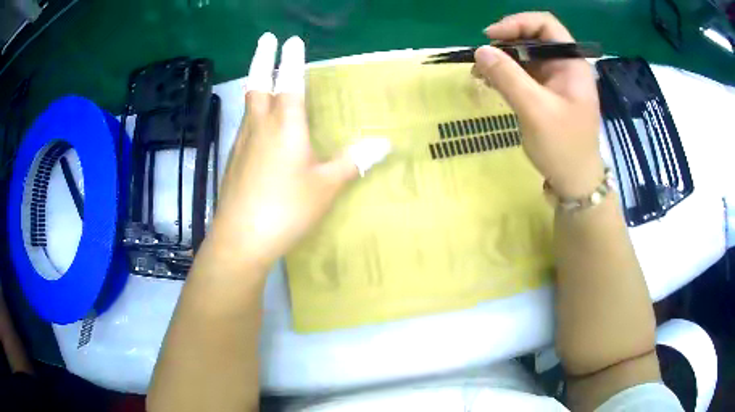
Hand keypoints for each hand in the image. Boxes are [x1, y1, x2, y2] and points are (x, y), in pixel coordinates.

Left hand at [208, 33, 389, 269]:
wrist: (241, 238)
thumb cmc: (286, 209)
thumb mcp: (326, 186)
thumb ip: (353, 161)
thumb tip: (384, 144)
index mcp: (285, 127)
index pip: (290, 83)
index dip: (292, 60)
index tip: (292, 40)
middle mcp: (260, 127)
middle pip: (259, 84)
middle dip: (263, 58)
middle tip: (266, 38)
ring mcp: (243, 143)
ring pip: (249, 104)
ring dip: (257, 83)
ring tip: (264, 74)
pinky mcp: (234, 160)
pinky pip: (246, 125)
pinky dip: (253, 112)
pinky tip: (258, 123)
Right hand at [472, 12, 604, 197]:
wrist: (574, 182)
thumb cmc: (563, 147)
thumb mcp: (535, 111)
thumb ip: (508, 77)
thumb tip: (480, 50)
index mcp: (571, 64)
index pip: (545, 25)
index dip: (517, 23)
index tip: (491, 37)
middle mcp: (564, 66)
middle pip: (533, 38)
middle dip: (505, 43)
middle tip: (482, 58)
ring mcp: (555, 81)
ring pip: (525, 56)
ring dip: (502, 60)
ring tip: (479, 73)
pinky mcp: (546, 94)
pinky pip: (523, 74)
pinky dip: (505, 74)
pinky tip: (490, 82)